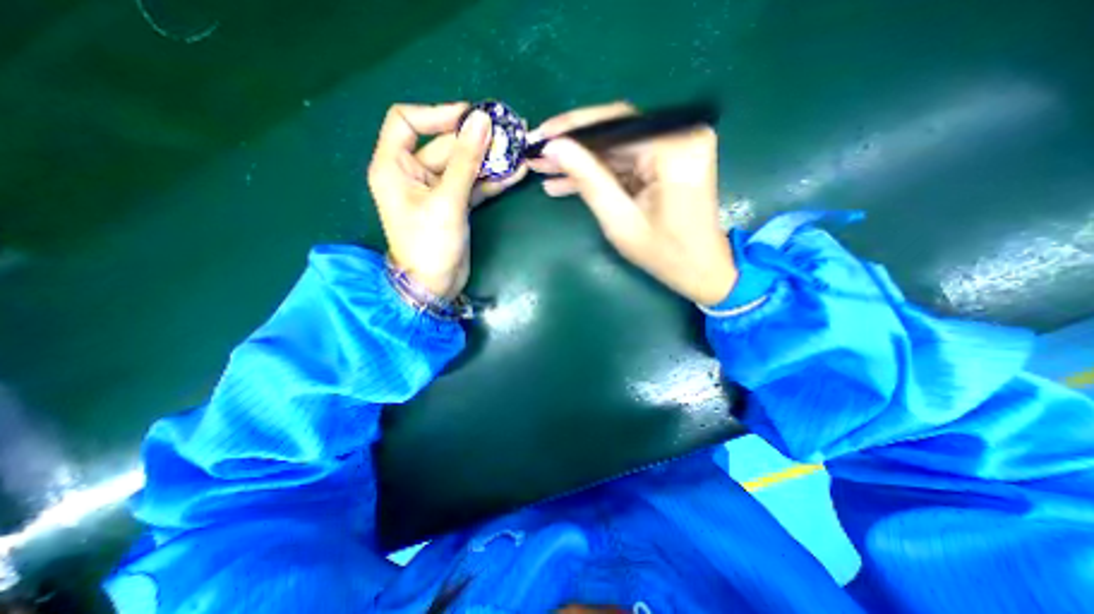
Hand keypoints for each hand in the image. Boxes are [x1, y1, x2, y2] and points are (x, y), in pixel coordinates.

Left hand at [368, 103, 528, 300]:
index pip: (407, 121)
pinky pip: (473, 185)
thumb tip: (482, 121)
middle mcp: (413, 173)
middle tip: (509, 133)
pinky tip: (515, 173)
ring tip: (518, 151)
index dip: (437, 114)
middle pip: (445, 145)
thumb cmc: (430, 244)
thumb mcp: (447, 200)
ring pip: (463, 166)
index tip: (471, 117)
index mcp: (394, 165)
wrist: (435, 285)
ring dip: (489, 160)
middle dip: (477, 141)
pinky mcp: (454, 205)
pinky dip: (492, 181)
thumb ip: (466, 161)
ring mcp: (436, 190)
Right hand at [527, 105, 732, 307]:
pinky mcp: (668, 162)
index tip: (539, 136)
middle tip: (537, 155)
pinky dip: (599, 173)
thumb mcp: (620, 220)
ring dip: (581, 162)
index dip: (572, 129)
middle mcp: (680, 136)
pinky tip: (567, 183)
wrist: (701, 270)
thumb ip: (588, 180)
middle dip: (573, 147)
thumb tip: (555, 147)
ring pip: (615, 149)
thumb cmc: (664, 254)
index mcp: (674, 148)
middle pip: (614, 133)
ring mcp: (676, 148)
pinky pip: (625, 162)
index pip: (614, 124)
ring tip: (545, 171)